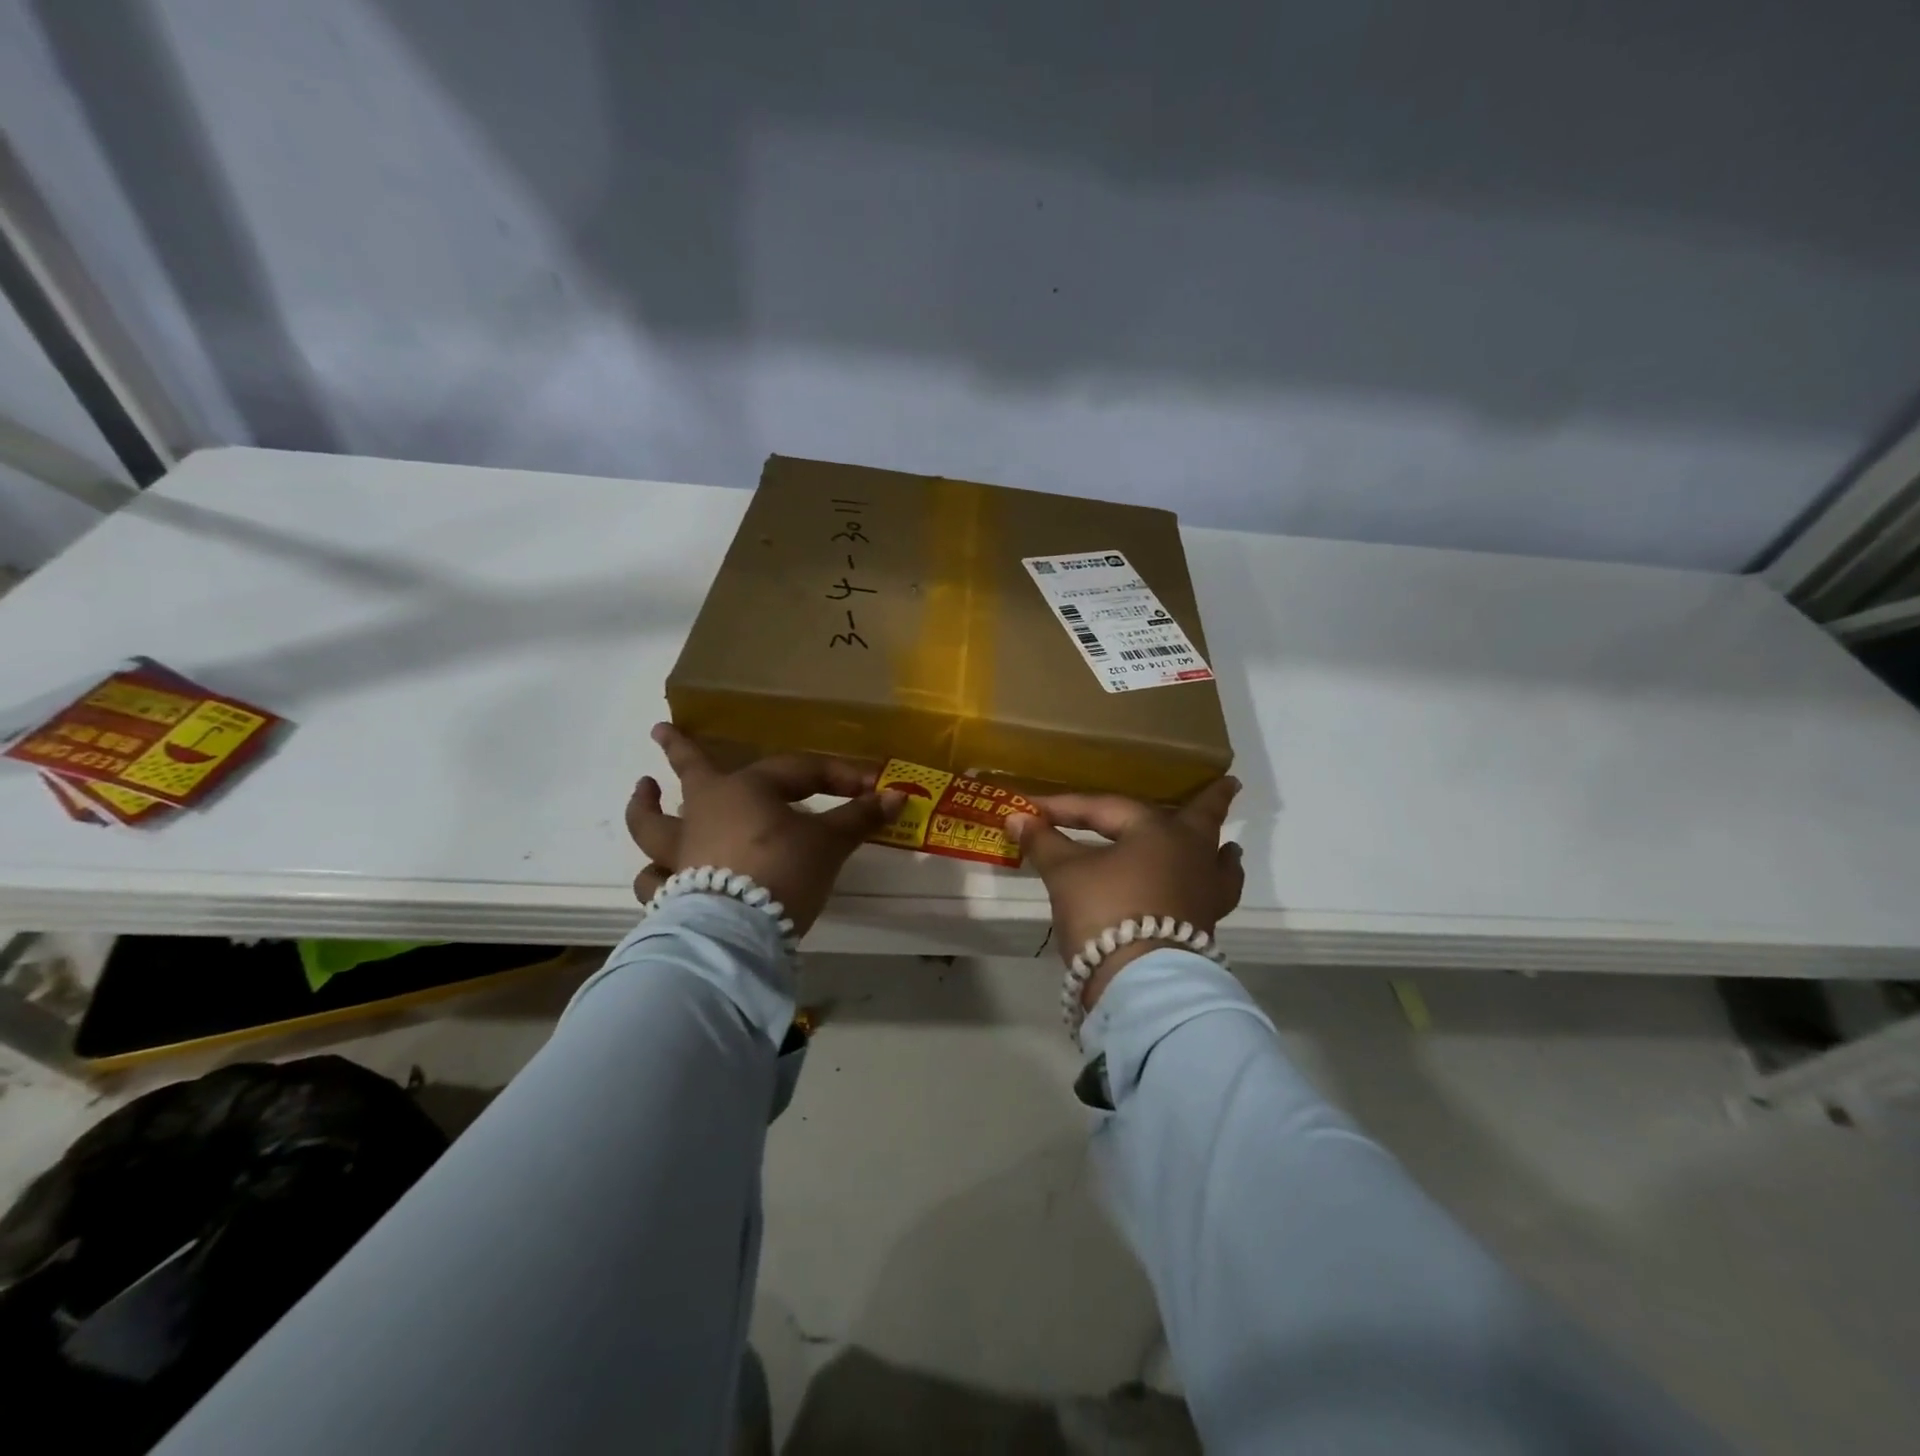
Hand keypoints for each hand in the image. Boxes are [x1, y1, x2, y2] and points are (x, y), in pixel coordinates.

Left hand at [626, 723, 904, 934]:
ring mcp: (681, 853)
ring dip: (645, 808)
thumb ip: (859, 818)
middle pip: (690, 772)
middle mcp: (704, 812)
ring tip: (642, 793)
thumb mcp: (830, 843)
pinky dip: (656, 875)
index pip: (799, 771)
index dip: (839, 775)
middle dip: (679, 750)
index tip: (873, 787)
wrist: (737, 932)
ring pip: (654, 824)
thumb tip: (897, 796)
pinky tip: (658, 876)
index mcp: (744, 789)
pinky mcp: (671, 893)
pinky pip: (655, 879)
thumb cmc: (783, 870)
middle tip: (660, 730)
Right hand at [1008, 777, 1243, 1009]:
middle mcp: (1190, 852)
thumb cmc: (1105, 911)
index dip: (1064, 807)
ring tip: (1230, 845)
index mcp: (1157, 830)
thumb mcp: (1066, 874)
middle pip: (1200, 818)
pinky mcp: (1204, 922)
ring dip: (1219, 849)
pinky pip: (1216, 893)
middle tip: (1229, 782)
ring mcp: (1204, 888)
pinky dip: (1216, 884)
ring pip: (1217, 859)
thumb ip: (1044, 842)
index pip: (1104, 809)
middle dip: (1209, 800)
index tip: (1031, 809)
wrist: (1141, 980)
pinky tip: (1210, 888)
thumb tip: (1017, 818)